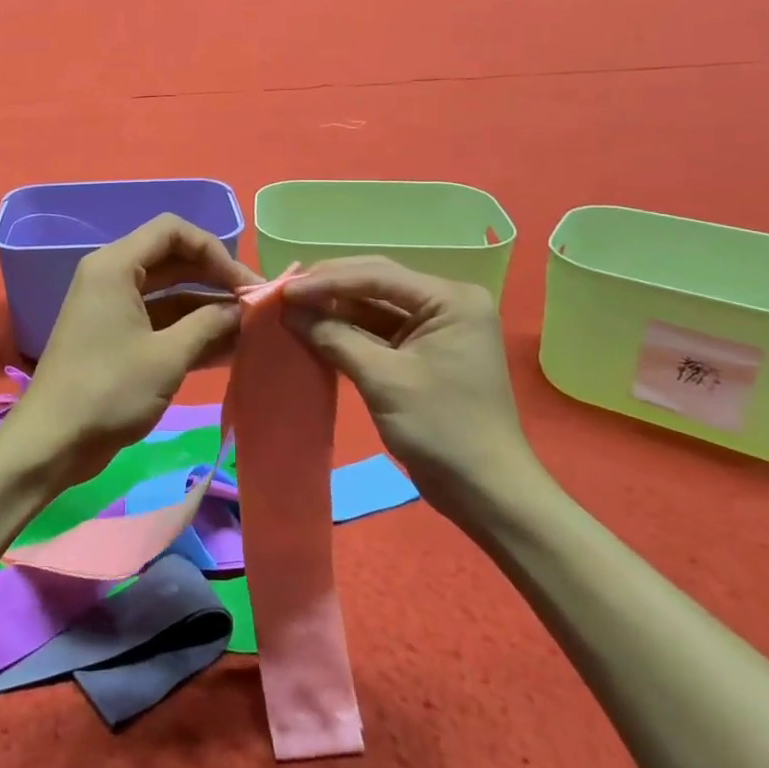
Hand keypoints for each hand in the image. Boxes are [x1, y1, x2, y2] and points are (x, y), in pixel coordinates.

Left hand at [2, 214, 260, 486]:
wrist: (52, 442)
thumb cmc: (109, 390)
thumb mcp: (168, 356)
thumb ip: (210, 324)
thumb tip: (244, 309)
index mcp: (115, 266)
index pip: (173, 231)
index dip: (214, 250)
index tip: (244, 283)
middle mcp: (112, 277)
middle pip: (173, 260)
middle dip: (215, 279)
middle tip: (256, 306)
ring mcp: (113, 308)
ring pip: (169, 293)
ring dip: (207, 309)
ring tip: (250, 331)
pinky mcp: (116, 337)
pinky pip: (159, 321)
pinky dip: (190, 331)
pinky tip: (227, 349)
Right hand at [281, 257, 543, 519]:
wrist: (485, 491)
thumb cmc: (441, 429)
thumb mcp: (382, 379)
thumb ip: (333, 336)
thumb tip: (287, 310)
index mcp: (450, 299)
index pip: (378, 276)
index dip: (326, 280)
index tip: (284, 291)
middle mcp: (446, 303)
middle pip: (376, 282)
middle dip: (329, 287)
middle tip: (284, 294)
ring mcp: (435, 327)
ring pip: (374, 304)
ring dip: (334, 307)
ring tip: (291, 309)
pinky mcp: (423, 351)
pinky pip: (378, 329)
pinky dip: (347, 329)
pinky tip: (315, 328)